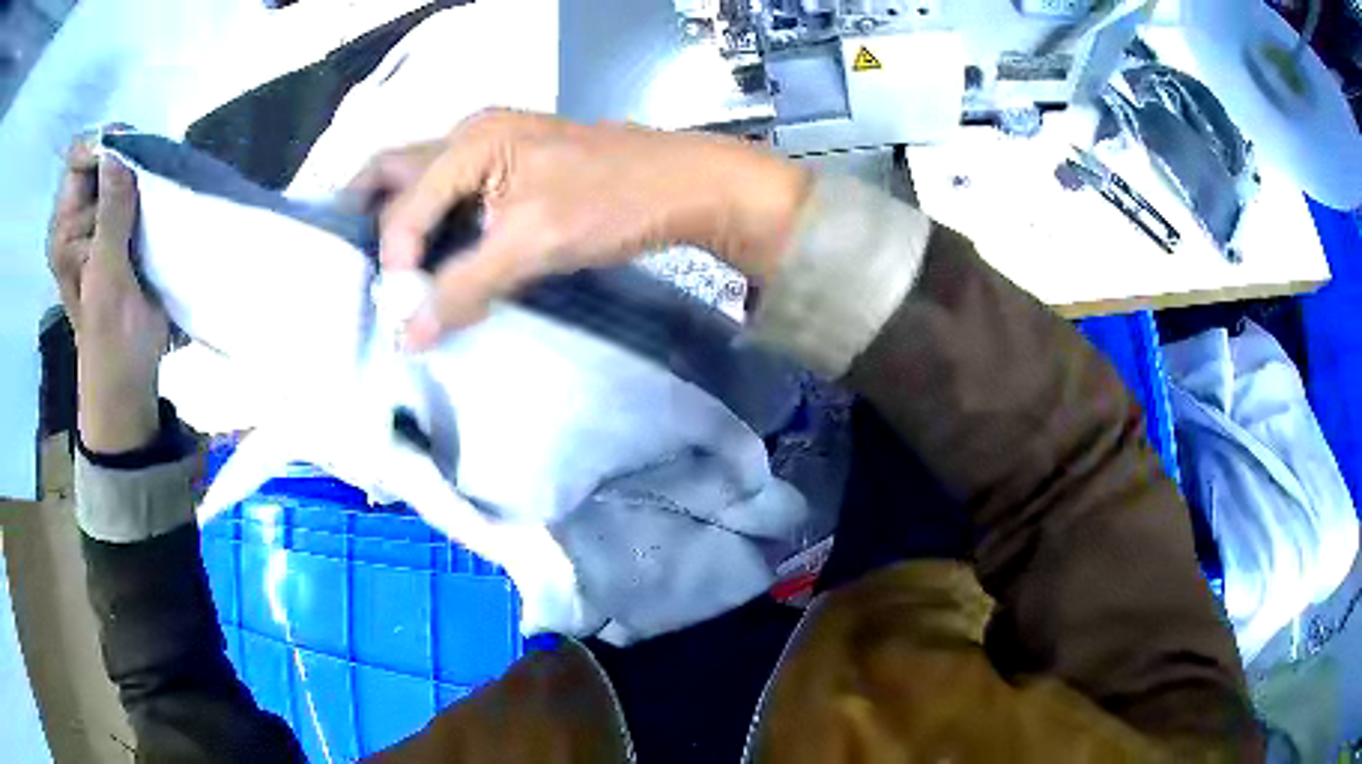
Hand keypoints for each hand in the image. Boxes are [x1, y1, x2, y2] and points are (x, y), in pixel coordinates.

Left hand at [48, 133, 168, 453]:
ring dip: (140, 171)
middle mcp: (75, 221)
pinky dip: (147, 185)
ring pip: (118, 169)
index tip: (134, 153)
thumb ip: (111, 216)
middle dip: (126, 156)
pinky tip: (159, 200)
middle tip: (150, 174)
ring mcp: (96, 226)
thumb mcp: (107, 280)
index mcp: (64, 232)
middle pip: (99, 158)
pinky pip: (131, 189)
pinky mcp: (116, 233)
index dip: (103, 145)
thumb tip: (118, 150)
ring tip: (157, 191)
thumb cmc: (113, 342)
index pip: (78, 159)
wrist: (129, 381)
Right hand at [354, 110, 810, 347]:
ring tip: (385, 270)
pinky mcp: (514, 170)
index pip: (404, 204)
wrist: (683, 187)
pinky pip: (455, 193)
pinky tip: (433, 257)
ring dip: (400, 220)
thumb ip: (466, 284)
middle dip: (367, 212)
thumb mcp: (533, 244)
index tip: (400, 310)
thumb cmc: (611, 203)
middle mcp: (472, 136)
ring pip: (424, 181)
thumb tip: (408, 334)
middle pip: (396, 171)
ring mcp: (494, 150)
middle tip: (351, 262)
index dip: (394, 259)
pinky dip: (435, 223)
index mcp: (469, 142)